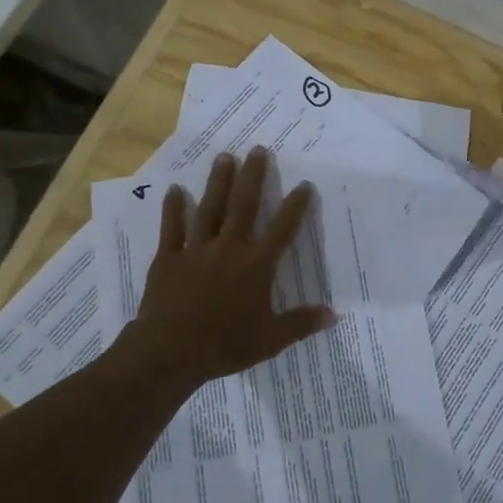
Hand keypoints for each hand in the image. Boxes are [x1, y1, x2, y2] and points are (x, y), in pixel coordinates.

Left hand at [129, 147, 334, 385]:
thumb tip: (333, 315)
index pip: (283, 228)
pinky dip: (174, 208)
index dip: (296, 206)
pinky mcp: (169, 258)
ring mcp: (196, 250)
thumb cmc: (224, 346)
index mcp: (256, 265)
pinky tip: (175, 189)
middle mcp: (229, 248)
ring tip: (224, 156)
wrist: (169, 353)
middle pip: (244, 205)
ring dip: (218, 181)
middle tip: (257, 149)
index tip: (304, 184)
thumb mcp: (270, 339)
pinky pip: (172, 228)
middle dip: (252, 176)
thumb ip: (301, 323)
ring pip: (210, 208)